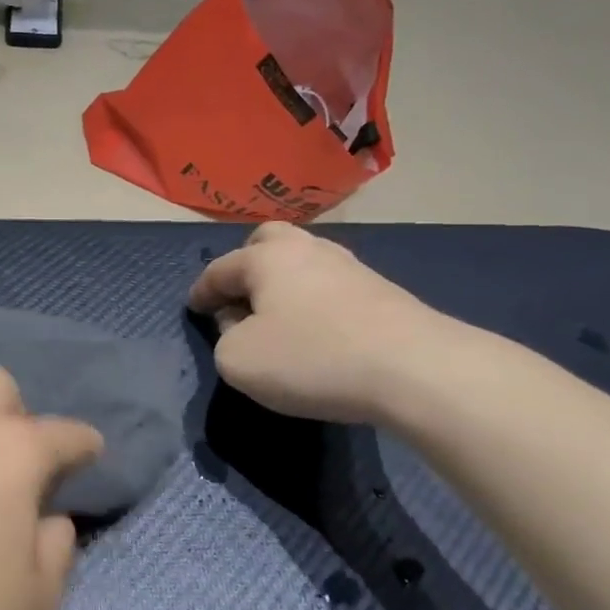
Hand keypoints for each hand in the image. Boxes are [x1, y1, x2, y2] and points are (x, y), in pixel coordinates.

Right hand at [188, 222, 457, 422]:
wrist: (415, 367)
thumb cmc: (311, 357)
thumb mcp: (239, 361)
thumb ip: (224, 339)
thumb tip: (240, 325)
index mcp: (265, 258)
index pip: (219, 269)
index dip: (201, 291)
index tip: (194, 309)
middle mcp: (306, 249)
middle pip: (266, 242)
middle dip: (246, 264)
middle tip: (240, 297)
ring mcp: (348, 266)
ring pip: (302, 262)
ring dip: (283, 284)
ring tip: (278, 317)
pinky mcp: (380, 290)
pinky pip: (329, 286)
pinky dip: (313, 301)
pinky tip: (317, 328)